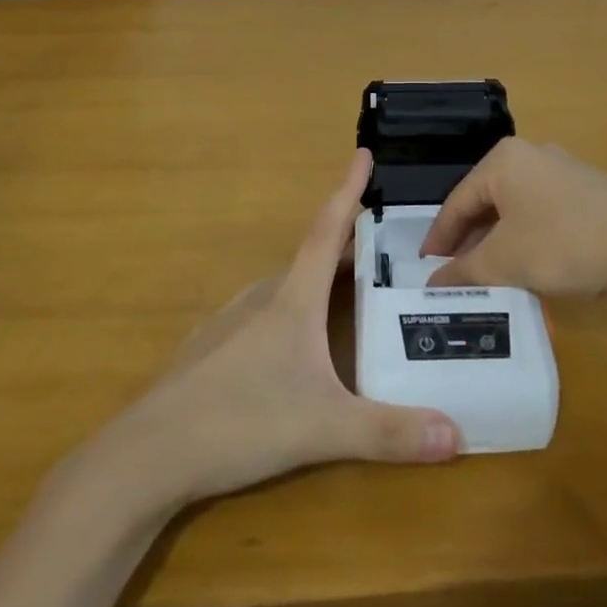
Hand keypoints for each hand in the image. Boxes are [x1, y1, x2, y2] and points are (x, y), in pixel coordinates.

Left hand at [98, 151, 460, 509]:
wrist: (149, 454)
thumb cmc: (241, 421)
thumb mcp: (324, 428)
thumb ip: (390, 432)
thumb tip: (457, 435)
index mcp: (292, 299)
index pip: (327, 229)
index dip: (347, 190)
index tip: (361, 153)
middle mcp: (261, 297)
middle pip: (311, 258)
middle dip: (345, 245)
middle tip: (381, 247)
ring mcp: (231, 321)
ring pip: (285, 287)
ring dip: (317, 279)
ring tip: (345, 292)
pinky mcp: (211, 348)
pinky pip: (263, 314)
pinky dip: (291, 310)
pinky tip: (294, 345)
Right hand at [421, 138, 606, 294]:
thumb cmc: (565, 242)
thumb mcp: (506, 261)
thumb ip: (465, 271)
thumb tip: (434, 282)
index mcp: (502, 161)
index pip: (457, 201)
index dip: (440, 238)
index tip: (426, 268)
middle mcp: (528, 155)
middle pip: (485, 201)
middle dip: (469, 240)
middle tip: (456, 274)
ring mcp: (560, 170)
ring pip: (513, 208)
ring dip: (498, 242)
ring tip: (489, 274)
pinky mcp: (585, 188)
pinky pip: (539, 211)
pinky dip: (525, 237)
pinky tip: (529, 264)